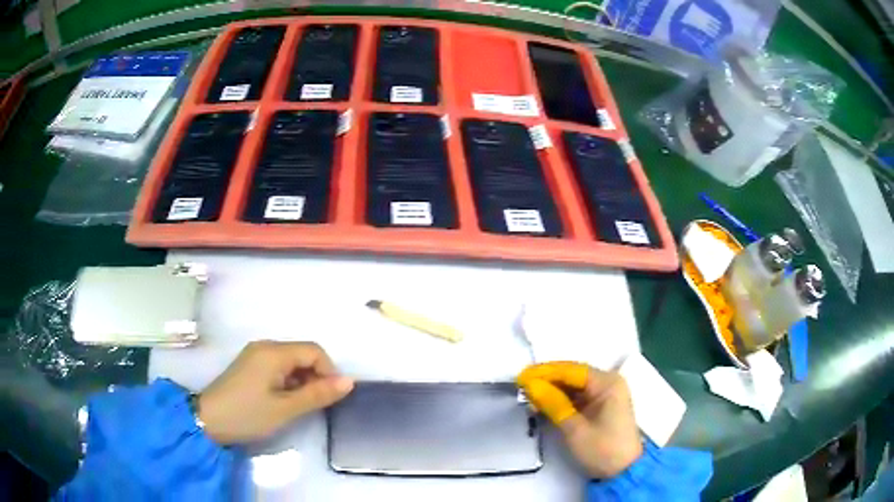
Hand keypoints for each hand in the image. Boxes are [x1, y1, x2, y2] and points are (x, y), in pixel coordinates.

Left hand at [197, 340, 353, 444]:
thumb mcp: (286, 408)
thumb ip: (317, 394)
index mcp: (273, 351)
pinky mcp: (249, 366)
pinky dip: (288, 382)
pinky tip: (283, 401)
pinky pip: (278, 367)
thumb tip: (349, 381)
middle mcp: (265, 346)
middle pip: (302, 354)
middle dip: (315, 377)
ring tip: (298, 406)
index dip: (328, 372)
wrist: (207, 420)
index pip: (314, 351)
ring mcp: (255, 355)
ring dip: (302, 381)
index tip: (329, 398)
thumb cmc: (247, 414)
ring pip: (291, 362)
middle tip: (314, 405)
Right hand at [517, 362, 641, 478]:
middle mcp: (608, 383)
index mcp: (608, 383)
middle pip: (573, 375)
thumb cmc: (602, 449)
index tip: (521, 377)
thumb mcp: (574, 429)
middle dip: (547, 380)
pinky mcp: (601, 406)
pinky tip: (543, 405)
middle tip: (521, 387)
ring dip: (552, 391)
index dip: (545, 372)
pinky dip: (560, 400)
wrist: (623, 472)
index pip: (572, 370)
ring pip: (573, 386)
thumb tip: (531, 385)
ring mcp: (606, 394)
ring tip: (528, 397)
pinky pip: (577, 397)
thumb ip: (553, 404)